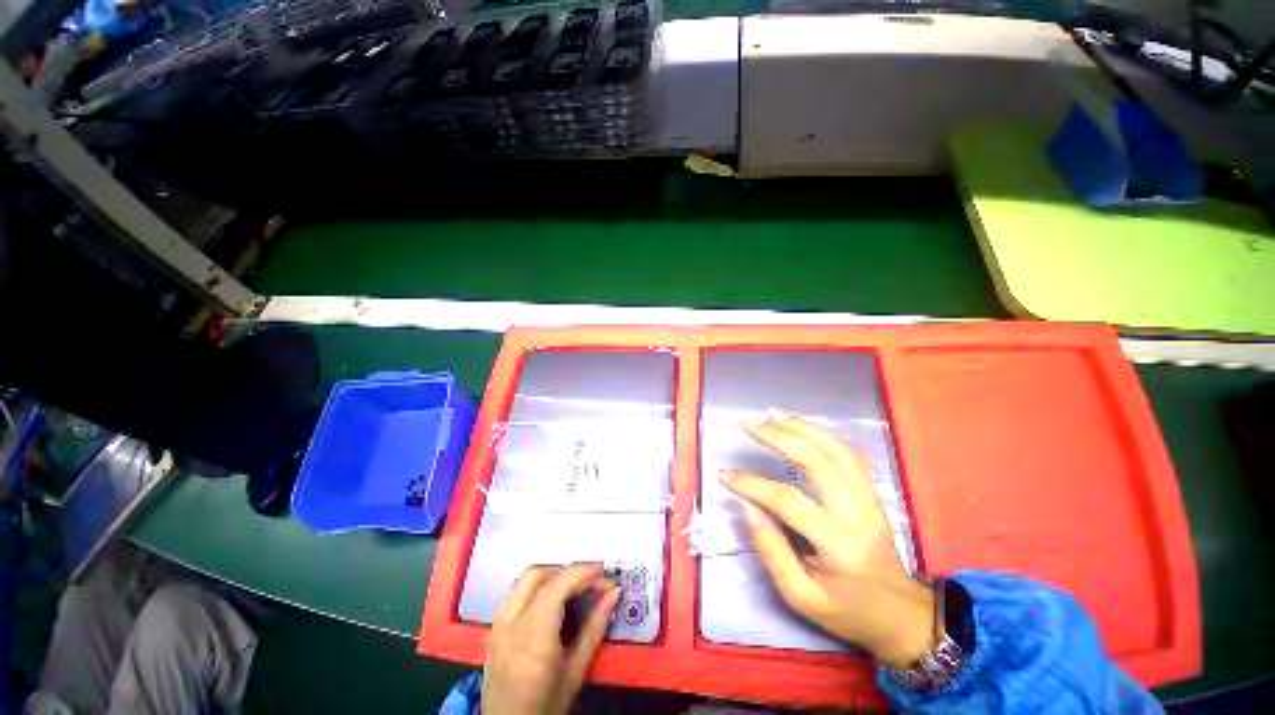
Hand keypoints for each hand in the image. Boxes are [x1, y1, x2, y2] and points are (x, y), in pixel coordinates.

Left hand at [482, 563, 620, 714]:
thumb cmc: (545, 706)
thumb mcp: (575, 672)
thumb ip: (595, 628)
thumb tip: (613, 594)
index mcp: (534, 634)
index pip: (560, 583)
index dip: (585, 572)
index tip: (605, 576)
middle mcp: (512, 622)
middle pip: (539, 574)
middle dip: (567, 572)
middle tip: (589, 584)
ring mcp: (498, 624)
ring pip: (523, 580)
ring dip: (549, 576)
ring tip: (570, 590)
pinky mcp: (492, 629)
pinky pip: (512, 593)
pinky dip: (533, 587)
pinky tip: (547, 602)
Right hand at [722, 409, 935, 667]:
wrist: (900, 614)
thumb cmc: (848, 610)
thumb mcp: (802, 597)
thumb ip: (771, 551)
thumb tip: (747, 507)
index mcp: (837, 543)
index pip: (786, 501)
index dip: (751, 484)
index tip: (724, 475)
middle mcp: (856, 512)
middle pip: (816, 460)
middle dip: (780, 437)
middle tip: (751, 424)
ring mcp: (868, 497)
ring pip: (835, 449)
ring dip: (802, 426)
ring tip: (772, 413)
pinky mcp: (872, 492)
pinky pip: (848, 453)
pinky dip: (822, 433)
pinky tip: (801, 425)